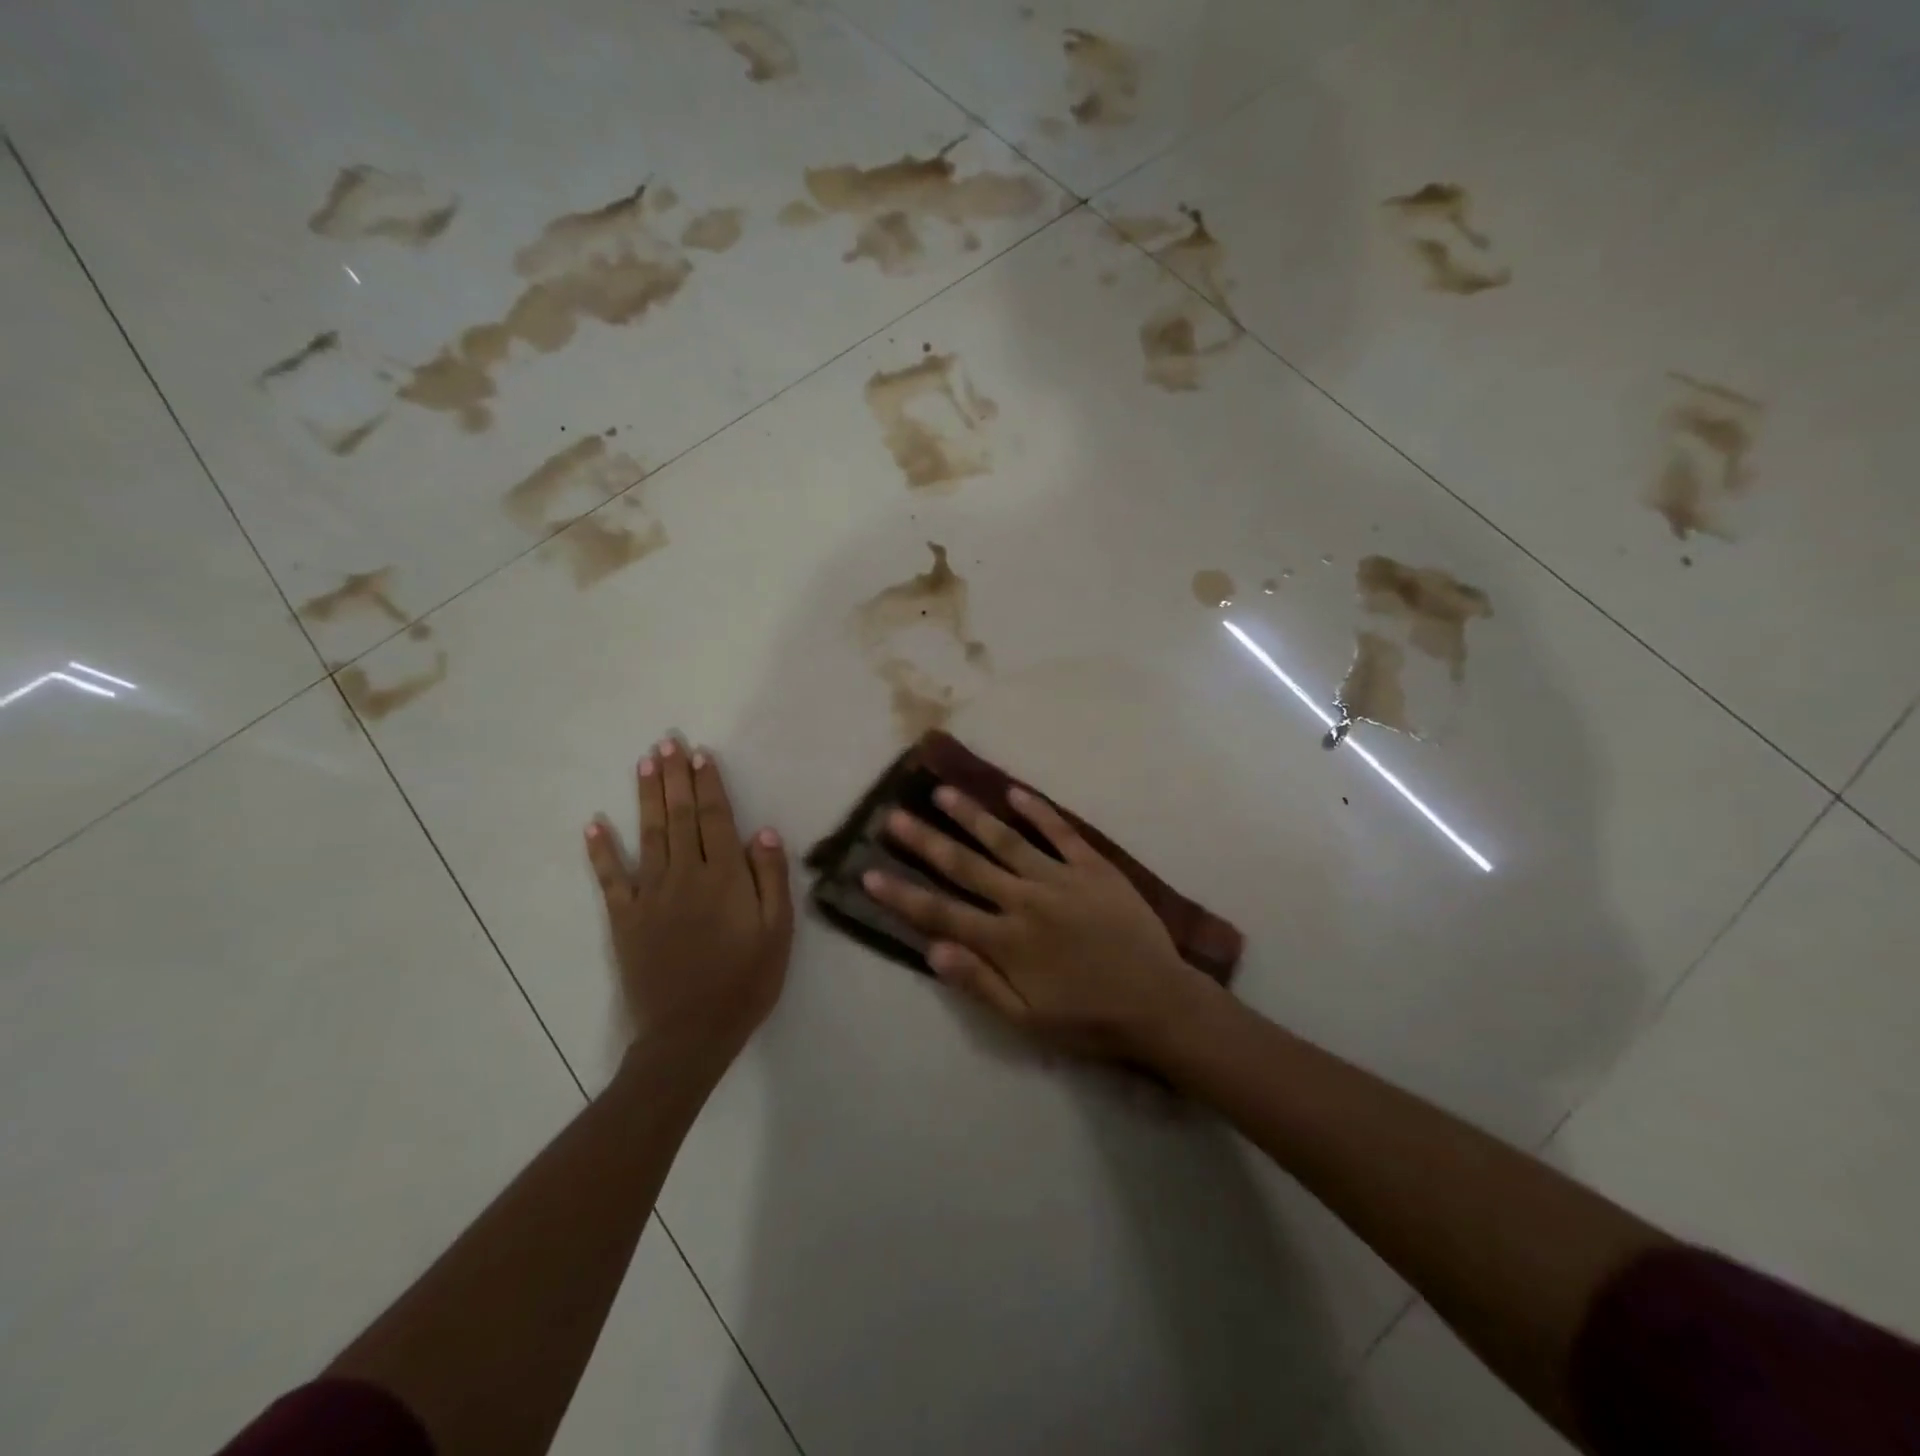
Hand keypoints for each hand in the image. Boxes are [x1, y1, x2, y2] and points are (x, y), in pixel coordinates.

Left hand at [586, 739, 792, 1061]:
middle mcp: (684, 875)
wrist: (691, 1033)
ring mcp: (650, 895)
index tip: (700, 753)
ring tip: (643, 763)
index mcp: (724, 876)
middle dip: (674, 777)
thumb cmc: (745, 981)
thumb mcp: (777, 932)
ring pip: (648, 835)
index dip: (708, 783)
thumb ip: (771, 879)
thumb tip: (764, 831)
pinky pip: (610, 879)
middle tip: (666, 742)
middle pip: (679, 816)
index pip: (715, 818)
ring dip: (645, 797)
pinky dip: (601, 851)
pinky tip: (594, 824)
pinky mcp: (625, 919)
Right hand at [863, 785, 1217, 1062]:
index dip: (902, 894)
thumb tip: (932, 950)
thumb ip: (979, 983)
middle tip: (894, 816)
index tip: (870, 871)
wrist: (1160, 1004)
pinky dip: (1037, 811)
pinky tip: (1015, 792)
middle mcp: (1025, 901)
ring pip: (1006, 840)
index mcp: (1006, 942)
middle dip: (925, 841)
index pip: (940, 913)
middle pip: (965, 866)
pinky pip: (1061, 832)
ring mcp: (1061, 879)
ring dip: (972, 816)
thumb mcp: (1026, 1021)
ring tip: (943, 792)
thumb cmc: (1089, 1020)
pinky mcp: (1094, 867)